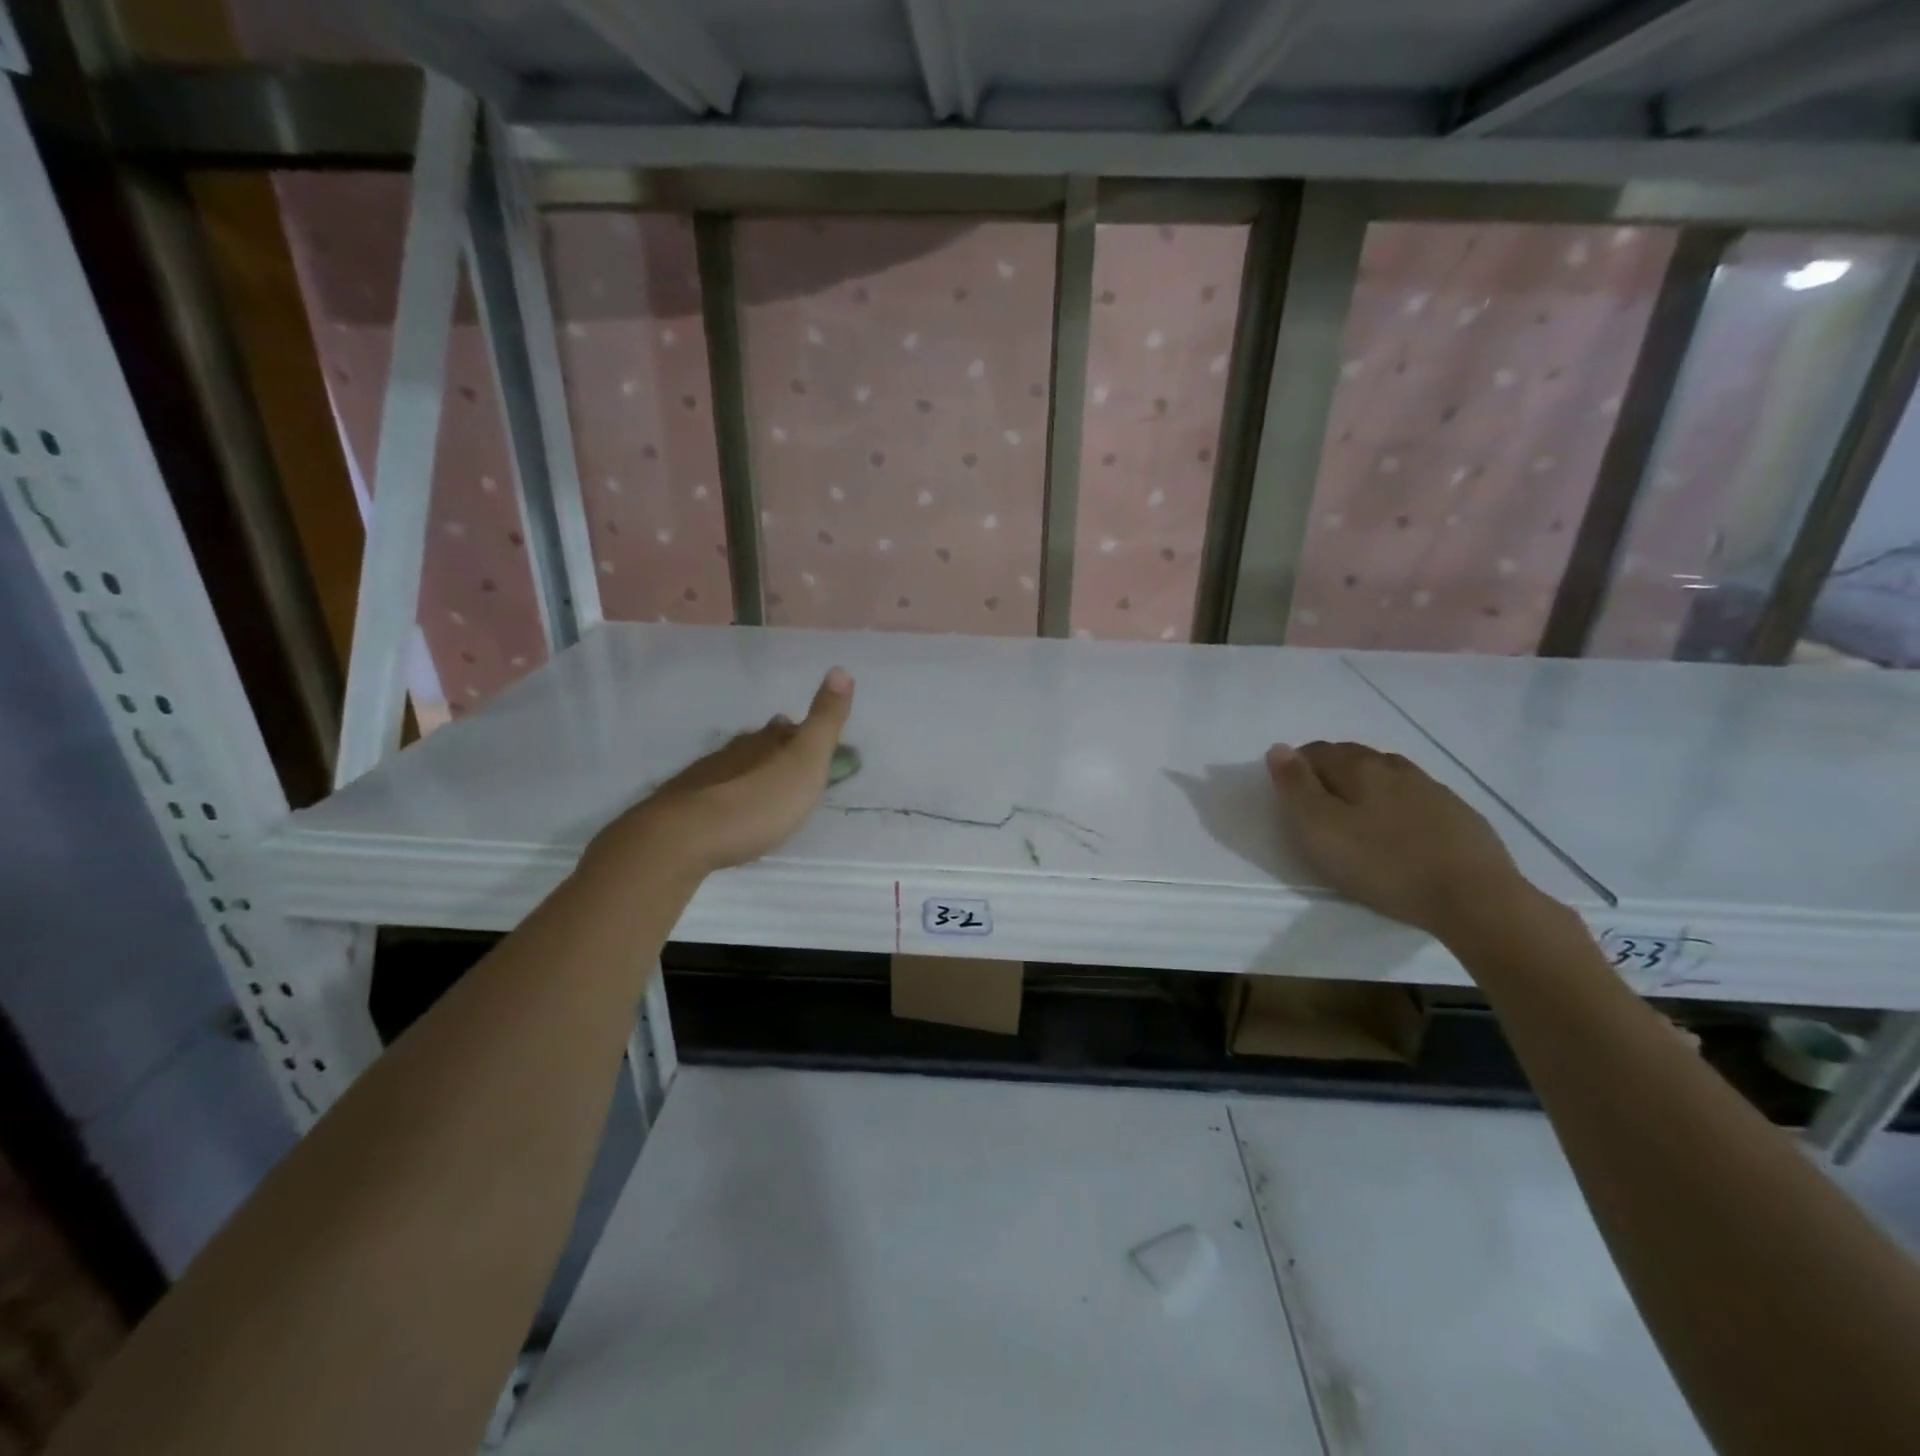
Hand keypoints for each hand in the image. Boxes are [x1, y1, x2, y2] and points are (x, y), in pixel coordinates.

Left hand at [590, 668, 854, 877]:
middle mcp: (732, 753)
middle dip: (770, 749)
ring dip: (745, 773)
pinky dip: (723, 798)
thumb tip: (841, 669)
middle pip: (755, 745)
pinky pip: (709, 795)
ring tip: (757, 786)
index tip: (802, 733)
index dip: (796, 731)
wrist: (685, 838)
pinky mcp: (682, 808)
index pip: (783, 729)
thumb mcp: (805, 761)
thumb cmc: (757, 802)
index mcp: (764, 743)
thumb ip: (824, 721)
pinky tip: (724, 812)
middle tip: (783, 759)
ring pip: (730, 767)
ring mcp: (702, 779)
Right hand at [1266, 740, 1536, 940]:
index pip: (1316, 751)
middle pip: (1352, 757)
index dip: (1297, 767)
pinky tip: (1400, 833)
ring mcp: (1432, 789)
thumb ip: (1296, 787)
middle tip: (1317, 808)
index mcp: (1359, 767)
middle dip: (1330, 773)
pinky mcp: (1458, 815)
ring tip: (1357, 818)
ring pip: (1387, 775)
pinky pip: (1416, 798)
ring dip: (1366, 786)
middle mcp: (1395, 767)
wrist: (1475, 898)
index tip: (1289, 796)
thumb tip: (1279, 748)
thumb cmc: (1383, 864)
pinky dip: (1398, 806)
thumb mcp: (1321, 829)